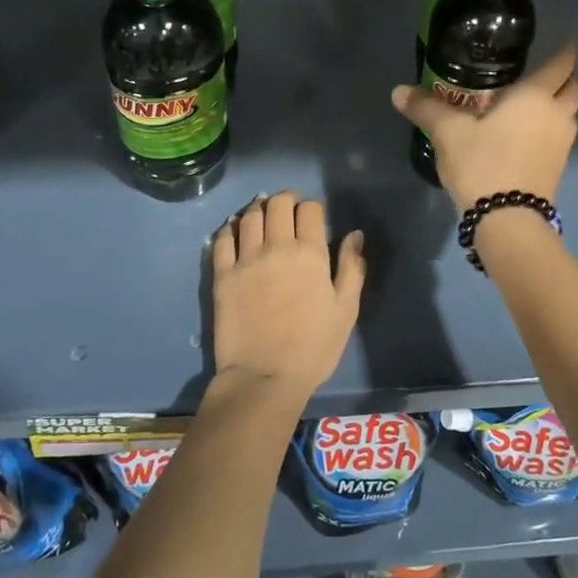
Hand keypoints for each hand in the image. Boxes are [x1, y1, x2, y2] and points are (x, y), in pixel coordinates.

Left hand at [210, 191, 366, 397]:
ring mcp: (246, 260)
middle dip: (285, 199)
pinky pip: (222, 240)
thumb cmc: (313, 348)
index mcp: (310, 254)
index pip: (310, 210)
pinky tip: (235, 230)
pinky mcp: (222, 275)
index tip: (313, 215)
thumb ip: (352, 268)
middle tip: (288, 207)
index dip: (313, 207)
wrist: (264, 377)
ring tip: (262, 212)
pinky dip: (229, 228)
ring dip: (258, 208)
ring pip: (249, 217)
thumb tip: (355, 235)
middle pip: (277, 205)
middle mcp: (276, 248)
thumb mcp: (346, 310)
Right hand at [389, 44, 577, 208]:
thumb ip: (427, 109)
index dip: (565, 52)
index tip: (563, 43)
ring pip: (571, 115)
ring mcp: (563, 143)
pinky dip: (551, 129)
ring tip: (533, 105)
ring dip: (560, 106)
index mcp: (536, 96)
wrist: (507, 219)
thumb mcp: (448, 133)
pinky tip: (528, 135)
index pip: (561, 64)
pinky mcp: (559, 168)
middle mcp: (557, 115)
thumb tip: (398, 91)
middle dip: (566, 78)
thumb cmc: (482, 164)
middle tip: (545, 75)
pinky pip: (561, 137)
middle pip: (576, 88)